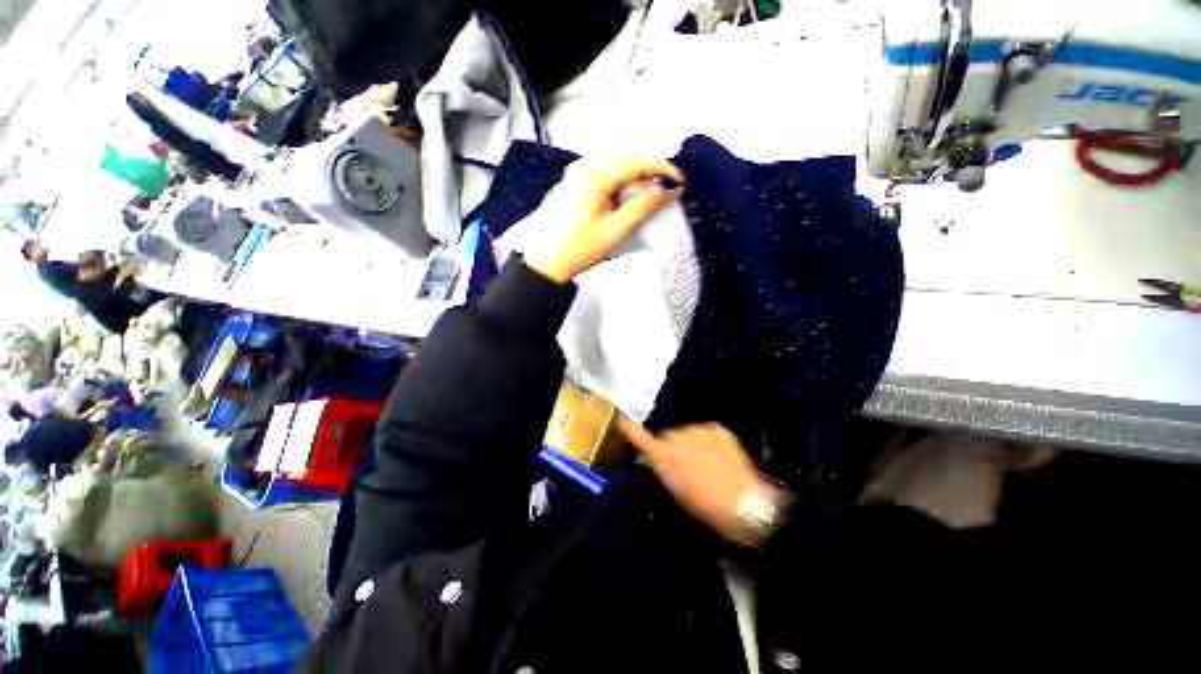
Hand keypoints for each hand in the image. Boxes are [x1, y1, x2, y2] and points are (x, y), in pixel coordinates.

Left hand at [524, 155, 683, 283]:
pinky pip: (606, 172)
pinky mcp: (575, 182)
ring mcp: (577, 172)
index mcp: (593, 175)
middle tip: (669, 188)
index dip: (662, 169)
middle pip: (626, 158)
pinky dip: (623, 180)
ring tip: (654, 192)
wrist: (544, 262)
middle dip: (651, 170)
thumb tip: (665, 190)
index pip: (636, 162)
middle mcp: (584, 165)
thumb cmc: (577, 249)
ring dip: (637, 175)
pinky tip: (630, 194)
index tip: (680, 182)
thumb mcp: (613, 231)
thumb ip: (640, 208)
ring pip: (616, 164)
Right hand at [619, 419, 786, 544]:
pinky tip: (716, 457)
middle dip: (672, 447)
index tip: (622, 422)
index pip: (642, 439)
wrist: (742, 504)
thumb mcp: (675, 491)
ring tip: (705, 465)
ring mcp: (699, 430)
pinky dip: (707, 441)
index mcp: (665, 455)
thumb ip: (661, 469)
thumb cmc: (703, 504)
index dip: (631, 430)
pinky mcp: (717, 429)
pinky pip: (706, 432)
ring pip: (687, 433)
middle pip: (668, 436)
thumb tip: (652, 458)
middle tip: (684, 467)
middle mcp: (679, 437)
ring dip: (690, 444)